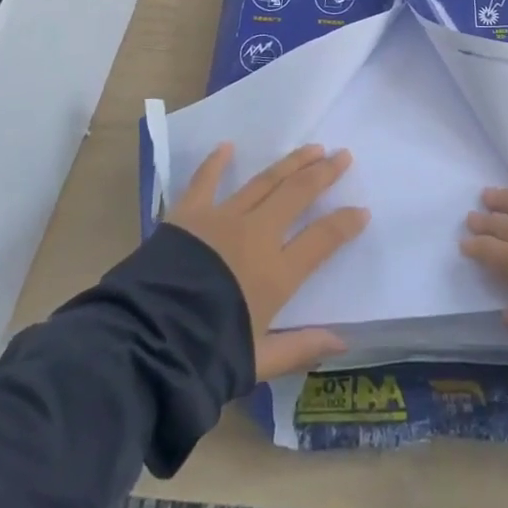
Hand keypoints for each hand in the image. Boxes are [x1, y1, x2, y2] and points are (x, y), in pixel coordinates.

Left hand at [168, 142, 368, 379]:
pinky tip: (228, 146)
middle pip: (298, 194)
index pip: (323, 238)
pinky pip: (206, 181)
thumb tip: (343, 342)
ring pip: (265, 181)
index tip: (362, 211)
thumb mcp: (259, 360)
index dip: (346, 223)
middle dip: (324, 173)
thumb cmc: (206, 355)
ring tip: (311, 148)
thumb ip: (301, 347)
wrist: (146, 341)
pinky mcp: (189, 214)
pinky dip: (216, 162)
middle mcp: (256, 235)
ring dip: (291, 162)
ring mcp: (223, 219)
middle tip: (342, 156)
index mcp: (277, 272)